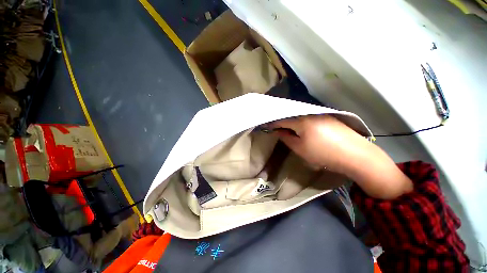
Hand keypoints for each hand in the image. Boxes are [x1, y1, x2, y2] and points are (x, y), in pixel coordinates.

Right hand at [268, 115, 412, 198]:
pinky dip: (302, 122)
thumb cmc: (323, 153)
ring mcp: (321, 114)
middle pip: (291, 115)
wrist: (356, 155)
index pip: (282, 119)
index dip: (273, 123)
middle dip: (282, 121)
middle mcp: (310, 113)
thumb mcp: (300, 148)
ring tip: (288, 129)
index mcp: (301, 120)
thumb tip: (277, 131)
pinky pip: (310, 117)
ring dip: (292, 122)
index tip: (266, 126)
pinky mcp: (329, 117)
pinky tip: (303, 128)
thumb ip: (286, 137)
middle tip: (277, 129)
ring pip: (300, 116)